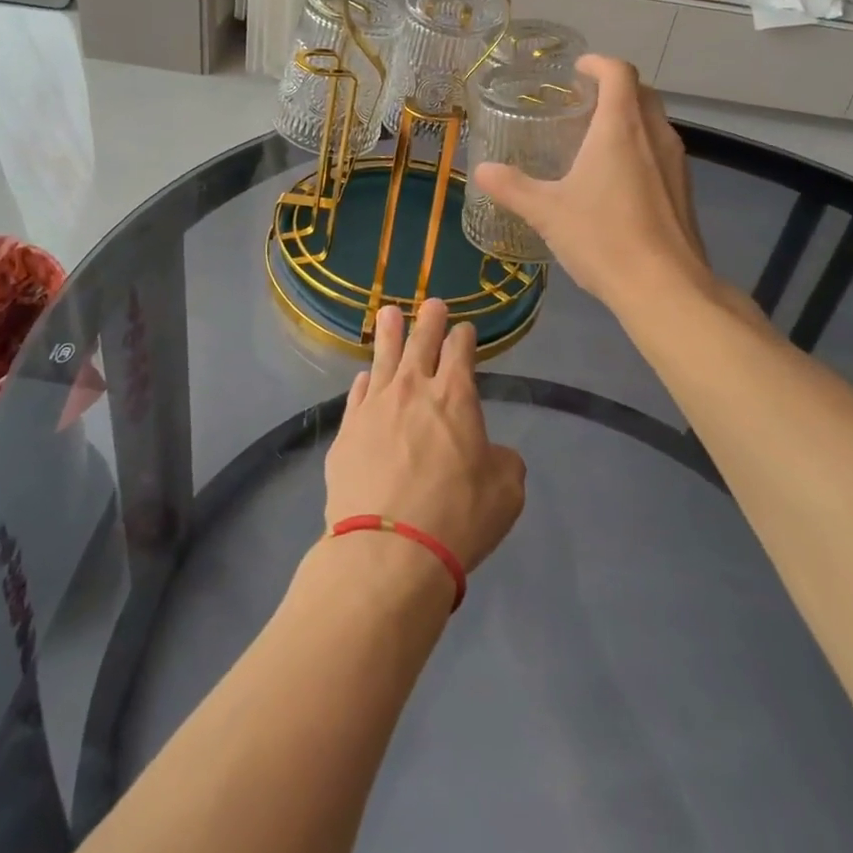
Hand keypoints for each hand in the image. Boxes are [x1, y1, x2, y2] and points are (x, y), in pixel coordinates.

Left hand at [324, 300, 526, 574]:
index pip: (460, 351)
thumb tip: (492, 453)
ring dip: (390, 334)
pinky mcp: (346, 432)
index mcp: (455, 397)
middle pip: (421, 343)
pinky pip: (357, 395)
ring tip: (390, 313)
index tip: (465, 329)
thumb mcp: (506, 492)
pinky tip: (364, 376)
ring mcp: (374, 408)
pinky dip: (364, 381)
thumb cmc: (457, 518)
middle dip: (429, 320)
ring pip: (383, 359)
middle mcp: (413, 390)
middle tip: (432, 302)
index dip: (464, 336)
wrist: (388, 550)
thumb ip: (503, 461)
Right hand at [470, 55, 716, 317]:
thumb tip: (480, 170)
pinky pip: (661, 152)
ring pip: (654, 123)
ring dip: (630, 118)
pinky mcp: (684, 191)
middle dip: (614, 87)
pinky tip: (617, 180)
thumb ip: (512, 187)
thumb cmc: (603, 237)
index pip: (618, 72)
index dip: (598, 63)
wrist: (665, 287)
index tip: (577, 69)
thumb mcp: (547, 212)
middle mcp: (654, 135)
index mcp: (621, 127)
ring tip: (596, 138)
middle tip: (582, 102)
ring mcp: (676, 163)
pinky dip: (640, 147)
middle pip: (641, 92)